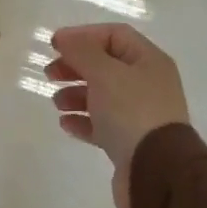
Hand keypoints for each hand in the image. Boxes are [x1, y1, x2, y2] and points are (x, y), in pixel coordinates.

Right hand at [43, 24, 189, 207]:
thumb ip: (82, 52)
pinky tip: (66, 124)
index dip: (83, 35)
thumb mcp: (105, 73)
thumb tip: (63, 38)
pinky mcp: (130, 142)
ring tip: (57, 103)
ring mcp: (140, 114)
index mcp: (148, 61)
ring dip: (75, 95)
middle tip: (50, 74)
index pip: (115, 35)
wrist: (156, 172)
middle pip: (106, 65)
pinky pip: (102, 124)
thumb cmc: (132, 112)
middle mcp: (147, 84)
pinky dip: (82, 121)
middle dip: (76, 66)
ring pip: (102, 96)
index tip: (55, 45)